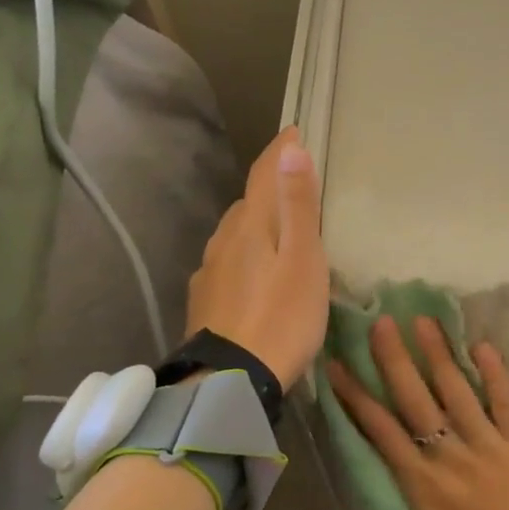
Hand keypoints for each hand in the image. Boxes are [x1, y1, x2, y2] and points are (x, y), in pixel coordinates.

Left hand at [184, 127, 328, 389]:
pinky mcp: (205, 299)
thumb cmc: (283, 316)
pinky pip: (228, 261)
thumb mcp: (303, 259)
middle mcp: (224, 239)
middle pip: (249, 202)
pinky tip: (255, 272)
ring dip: (256, 222)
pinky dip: (246, 253)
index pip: (264, 174)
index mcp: (251, 224)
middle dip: (270, 186)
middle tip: (296, 184)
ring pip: (235, 233)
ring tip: (279, 229)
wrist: (232, 380)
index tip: (294, 130)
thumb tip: (289, 147)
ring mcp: (210, 270)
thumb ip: (297, 204)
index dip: (280, 151)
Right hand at [327, 316, 508, 509]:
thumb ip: (413, 491)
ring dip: (439, 353)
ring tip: (424, 321)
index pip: (381, 430)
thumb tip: (398, 457)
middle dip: (395, 360)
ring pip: (456, 390)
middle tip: (382, 324)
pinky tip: (482, 345)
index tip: (339, 365)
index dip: (357, 396)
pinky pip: (504, 398)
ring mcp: (486, 442)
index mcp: (420, 482)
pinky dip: (494, 371)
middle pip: (415, 399)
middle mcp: (448, 454)